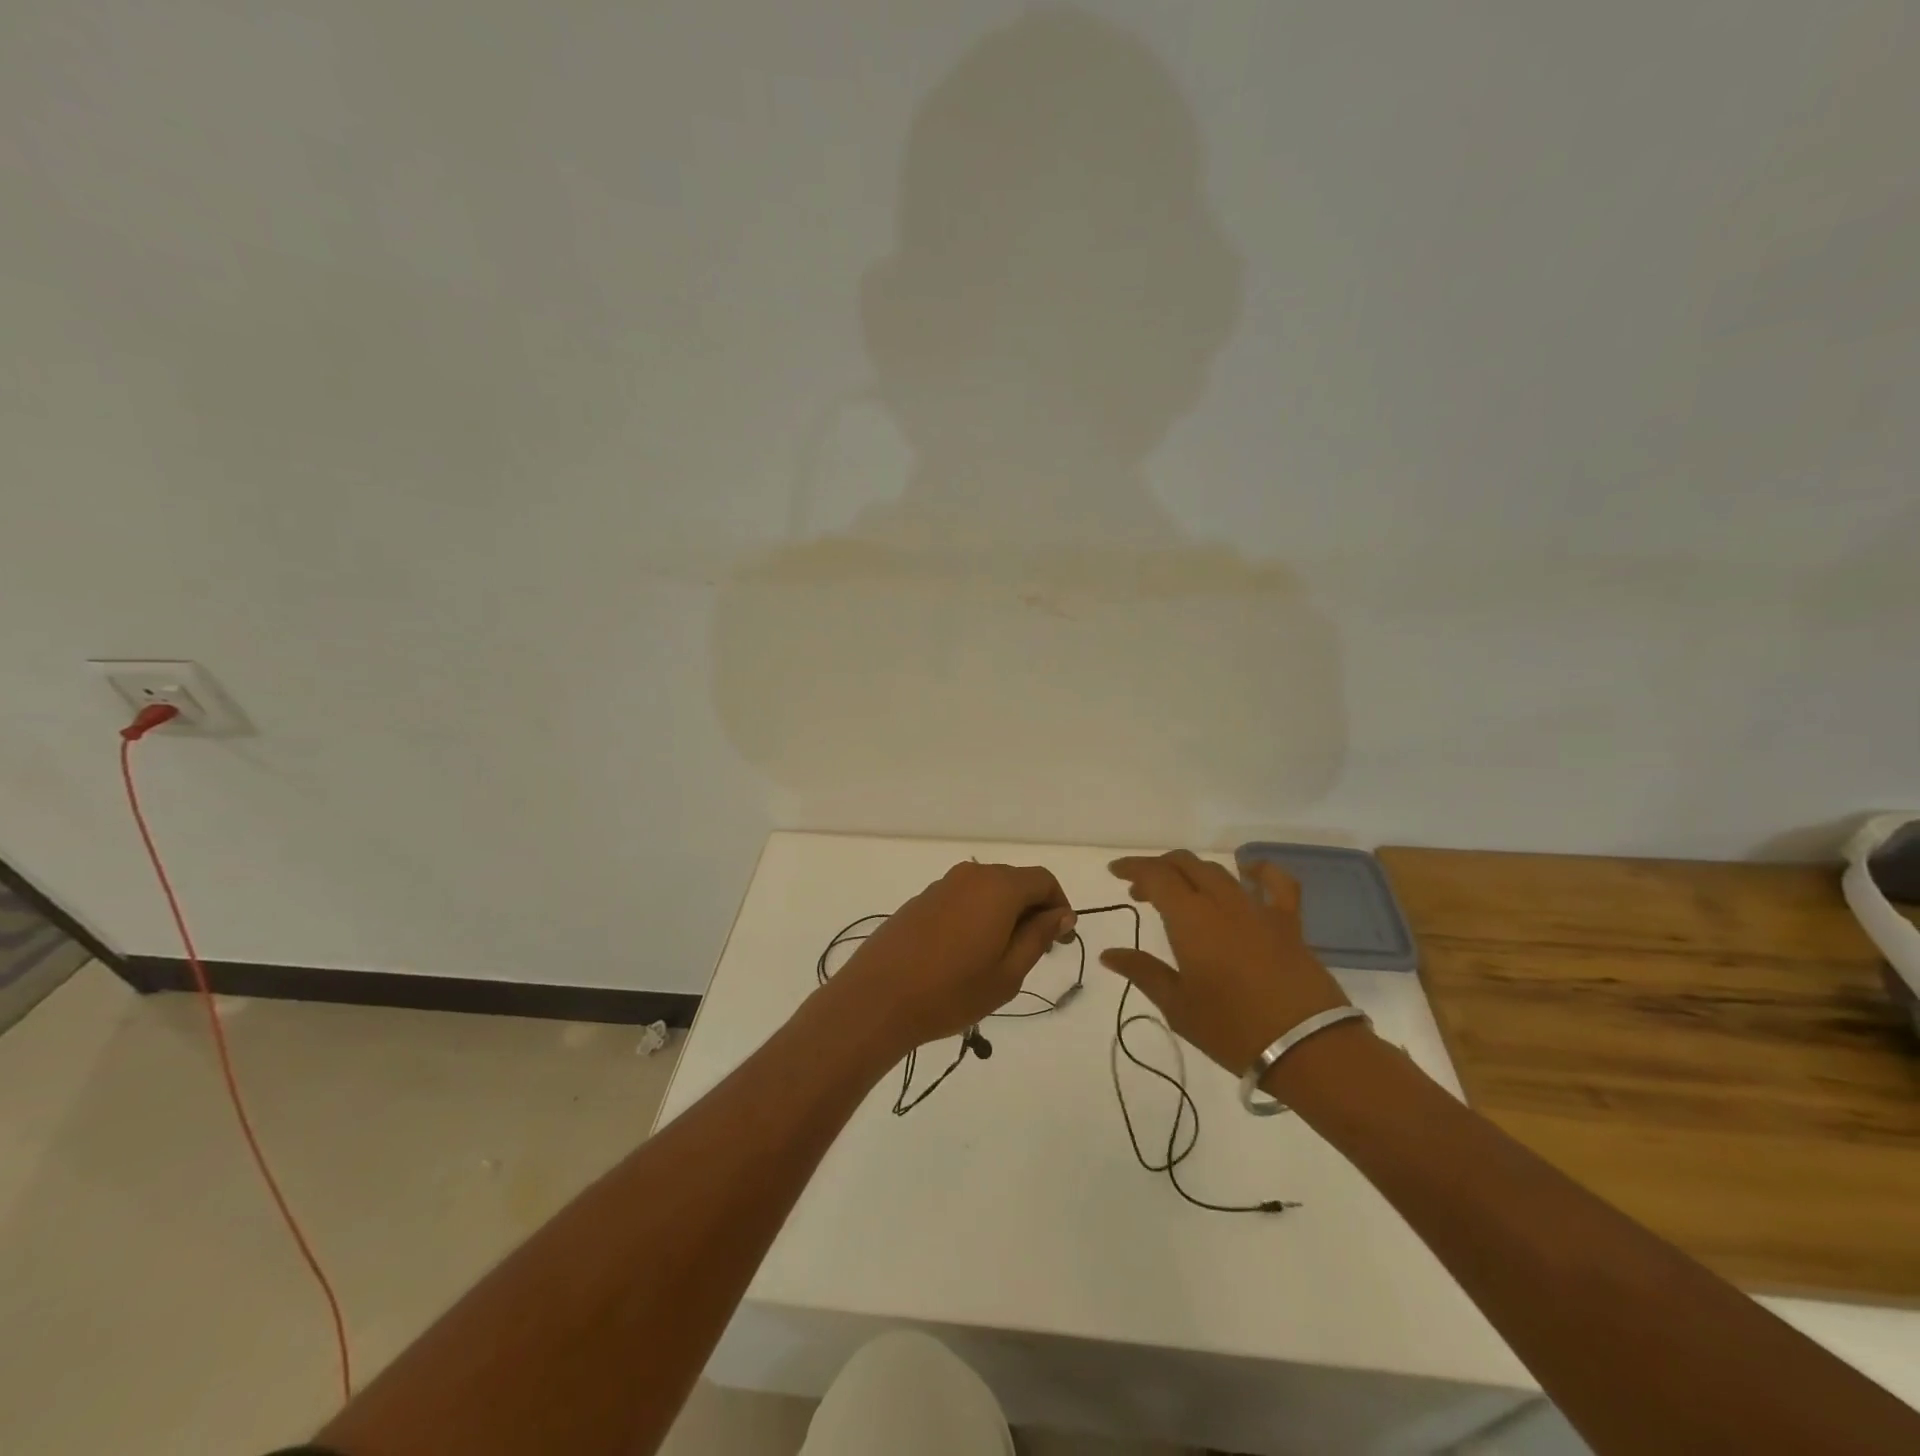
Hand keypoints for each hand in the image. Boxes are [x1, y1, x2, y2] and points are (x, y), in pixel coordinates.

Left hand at [828, 861, 1076, 1050]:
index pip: (1043, 880)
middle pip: (1015, 881)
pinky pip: (962, 899)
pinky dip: (977, 917)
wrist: (877, 999)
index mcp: (998, 887)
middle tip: (1035, 953)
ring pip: (987, 891)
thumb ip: (1038, 937)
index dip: (1059, 906)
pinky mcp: (920, 901)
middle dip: (1032, 911)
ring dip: (1003, 915)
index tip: (1060, 941)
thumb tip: (1060, 914)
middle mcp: (970, 875)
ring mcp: (941, 886)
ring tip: (1000, 958)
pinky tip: (967, 954)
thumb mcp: (1008, 973)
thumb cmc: (951, 991)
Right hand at [1101, 850, 1351, 1075]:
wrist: (1306, 1048)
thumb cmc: (1232, 1029)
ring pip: (1220, 872)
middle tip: (1142, 891)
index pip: (1156, 875)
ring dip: (1194, 872)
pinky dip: (1260, 871)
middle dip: (1160, 869)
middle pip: (1186, 865)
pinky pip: (1277, 883)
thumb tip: (1109, 954)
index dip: (1133, 868)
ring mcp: (1258, 909)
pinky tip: (1249, 872)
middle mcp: (1222, 903)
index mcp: (1190, 919)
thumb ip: (1143, 972)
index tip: (1116, 872)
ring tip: (1182, 889)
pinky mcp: (1289, 923)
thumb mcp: (1178, 1006)